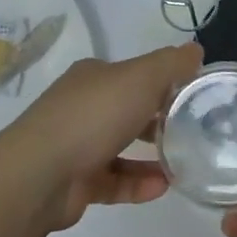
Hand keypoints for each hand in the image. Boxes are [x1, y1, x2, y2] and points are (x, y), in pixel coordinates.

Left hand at [0, 43, 201, 228]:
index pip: (134, 74)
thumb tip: (196, 49)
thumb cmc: (93, 116)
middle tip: (193, 131)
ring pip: (121, 148)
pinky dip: (138, 183)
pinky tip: (162, 187)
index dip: (164, 81)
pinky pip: (114, 181)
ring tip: (183, 163)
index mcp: (93, 77)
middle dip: (159, 119)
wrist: (39, 175)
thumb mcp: (141, 78)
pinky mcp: (76, 182)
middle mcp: (82, 107)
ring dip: (152, 155)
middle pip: (127, 110)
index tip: (194, 95)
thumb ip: (171, 64)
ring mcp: (76, 145)